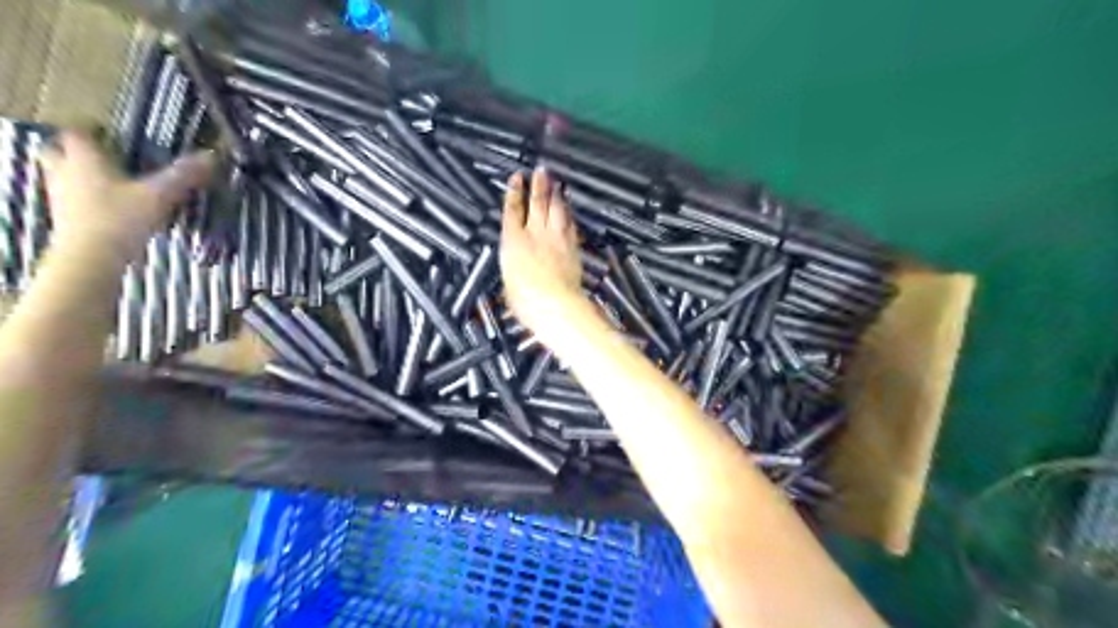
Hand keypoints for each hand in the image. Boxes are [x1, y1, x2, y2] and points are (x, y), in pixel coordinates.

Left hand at [38, 131, 213, 259]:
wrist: (90, 257)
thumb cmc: (121, 218)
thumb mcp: (159, 195)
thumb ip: (183, 176)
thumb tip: (211, 157)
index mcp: (84, 159)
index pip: (78, 132)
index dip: (92, 128)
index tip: (108, 131)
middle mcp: (66, 172)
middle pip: (60, 152)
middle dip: (78, 151)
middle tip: (104, 155)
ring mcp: (62, 196)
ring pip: (64, 176)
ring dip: (81, 175)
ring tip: (110, 182)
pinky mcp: (66, 218)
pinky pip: (73, 200)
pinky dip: (88, 199)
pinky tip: (110, 208)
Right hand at [500, 168, 585, 338]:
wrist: (554, 305)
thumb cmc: (525, 299)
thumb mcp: (508, 282)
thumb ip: (513, 266)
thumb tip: (516, 265)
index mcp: (513, 241)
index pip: (512, 210)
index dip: (514, 192)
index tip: (517, 178)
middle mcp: (535, 234)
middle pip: (537, 203)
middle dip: (538, 185)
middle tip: (541, 170)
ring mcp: (556, 238)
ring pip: (556, 209)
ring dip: (555, 195)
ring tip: (555, 183)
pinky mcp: (571, 246)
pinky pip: (570, 224)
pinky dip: (568, 213)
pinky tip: (568, 208)